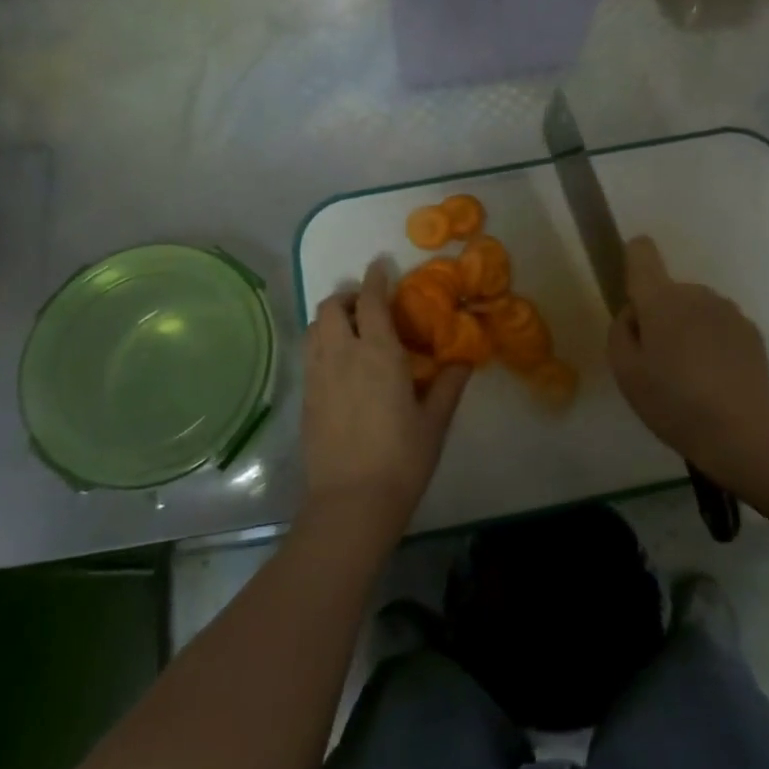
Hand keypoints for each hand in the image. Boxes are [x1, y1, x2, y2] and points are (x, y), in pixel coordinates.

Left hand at [301, 259, 471, 537]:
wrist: (351, 503)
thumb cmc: (402, 460)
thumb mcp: (434, 422)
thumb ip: (448, 386)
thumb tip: (463, 361)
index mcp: (378, 353)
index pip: (371, 301)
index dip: (375, 278)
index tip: (381, 265)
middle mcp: (342, 354)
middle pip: (332, 306)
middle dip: (348, 296)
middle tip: (368, 306)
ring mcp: (318, 375)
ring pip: (315, 328)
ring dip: (331, 318)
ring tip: (351, 331)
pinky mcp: (305, 397)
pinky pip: (310, 354)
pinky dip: (322, 343)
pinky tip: (340, 364)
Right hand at [607, 237, 768, 481]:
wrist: (742, 433)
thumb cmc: (672, 401)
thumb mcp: (624, 371)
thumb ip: (620, 331)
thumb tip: (634, 313)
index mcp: (661, 299)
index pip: (642, 252)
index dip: (633, 263)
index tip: (633, 299)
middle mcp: (697, 293)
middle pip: (668, 291)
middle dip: (660, 316)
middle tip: (658, 362)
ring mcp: (729, 311)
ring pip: (695, 309)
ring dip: (687, 330)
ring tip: (689, 377)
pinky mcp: (752, 332)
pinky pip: (719, 327)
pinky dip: (712, 344)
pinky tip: (714, 381)